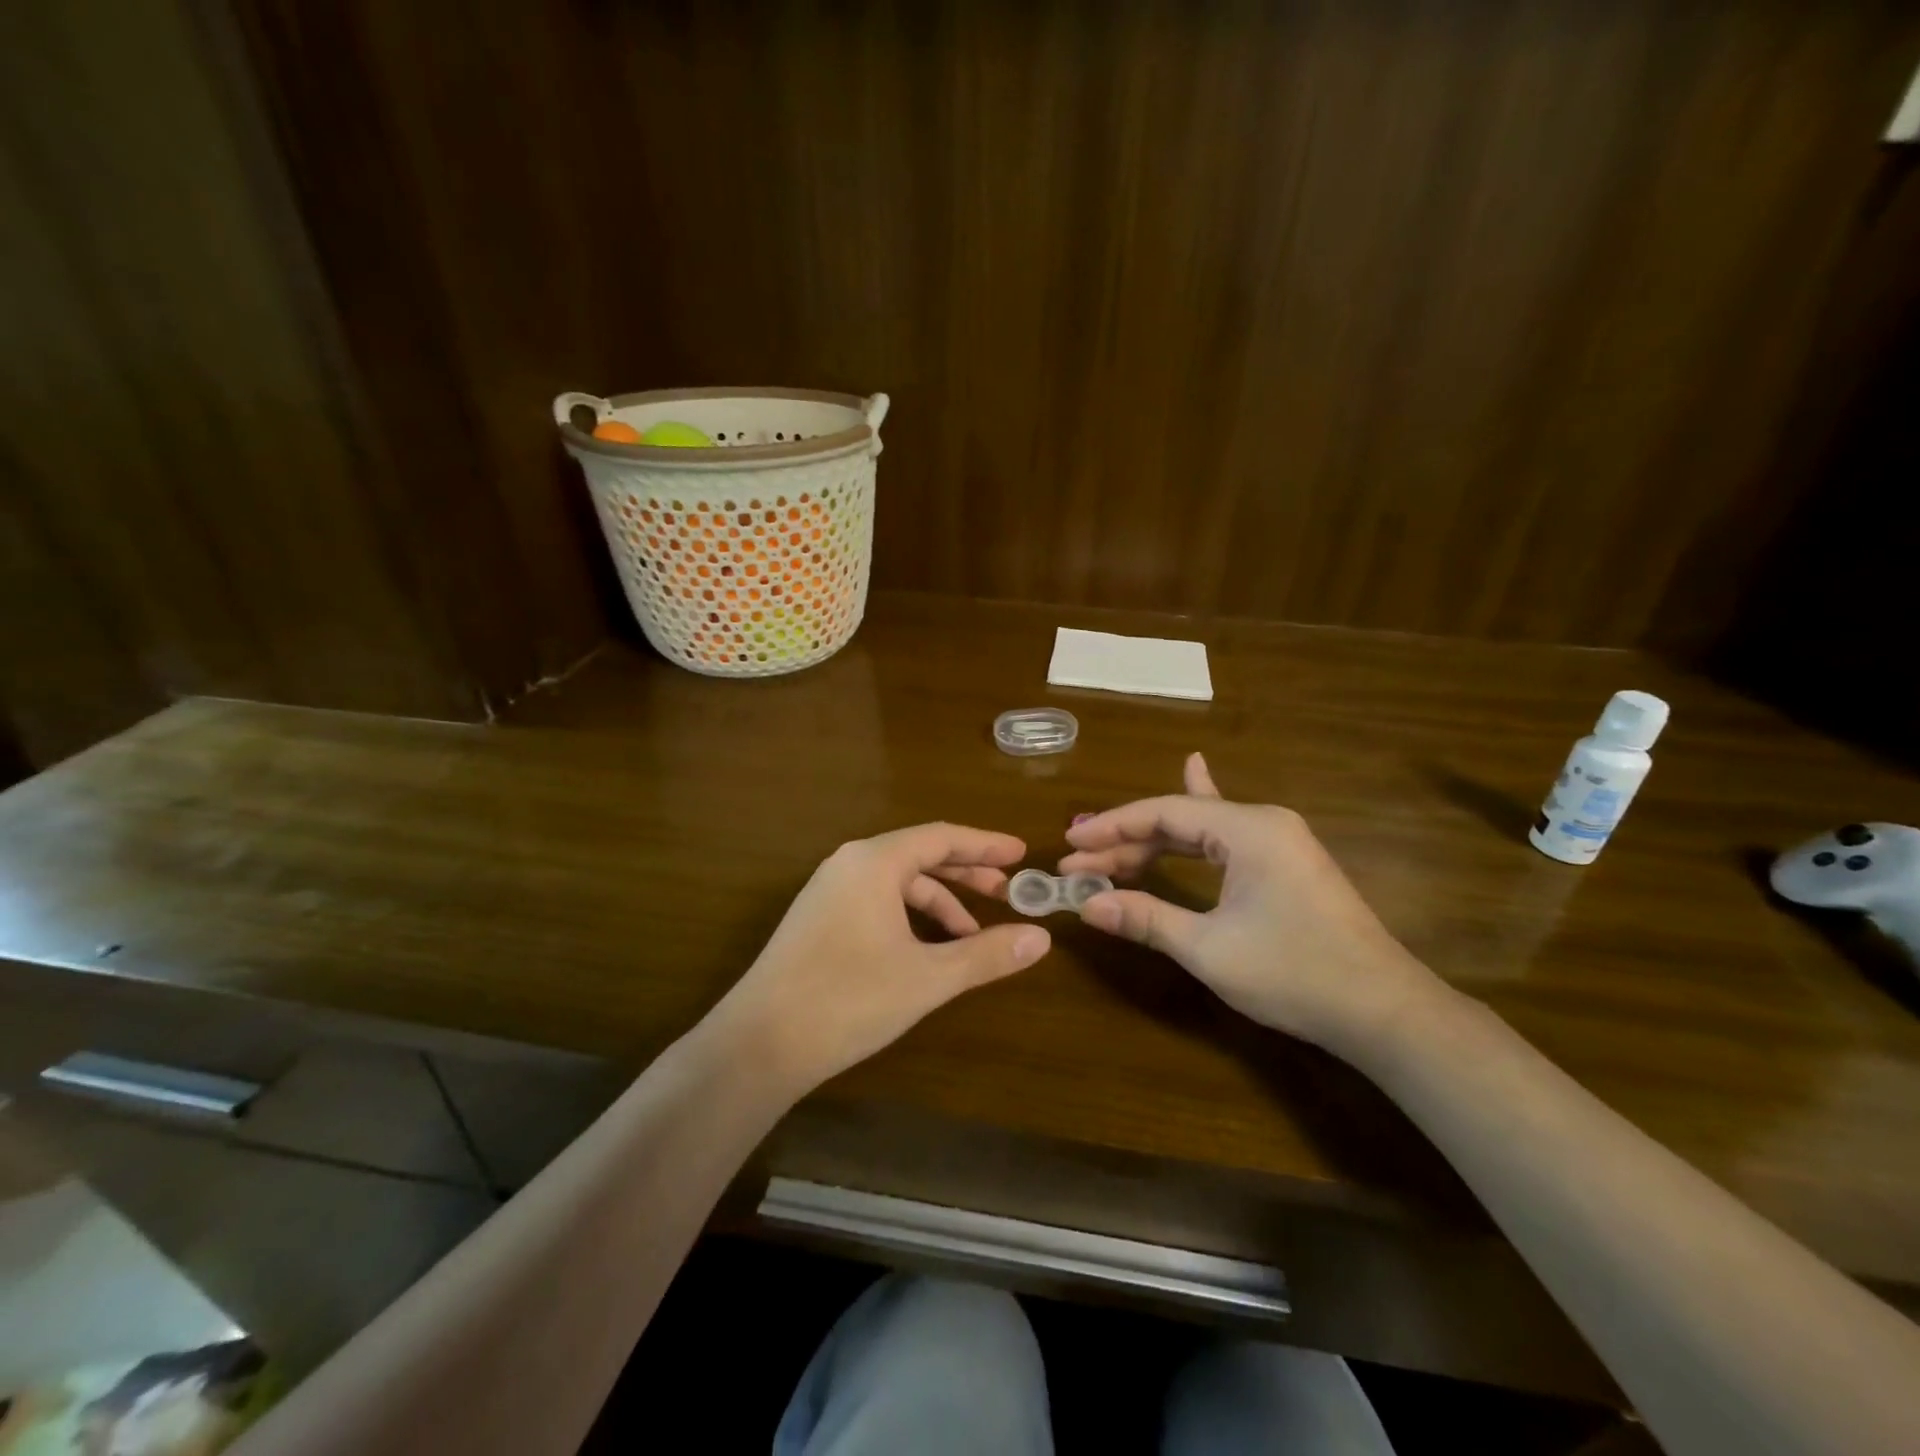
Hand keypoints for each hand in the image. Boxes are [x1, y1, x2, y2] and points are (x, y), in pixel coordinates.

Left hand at [715, 824, 1050, 1093]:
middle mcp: (849, 864)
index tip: (1022, 854)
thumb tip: (1041, 938)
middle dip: (967, 873)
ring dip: (939, 902)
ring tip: (972, 936)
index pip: (942, 837)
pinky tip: (927, 950)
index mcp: (874, 861)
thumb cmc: (849, 999)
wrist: (759, 1043)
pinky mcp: (818, 919)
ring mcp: (829, 891)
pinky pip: (877, 901)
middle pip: (920, 855)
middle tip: (1008, 892)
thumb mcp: (928, 977)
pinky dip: (910, 917)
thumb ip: (986, 954)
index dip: (985, 844)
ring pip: (897, 883)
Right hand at [1059, 754, 1438, 1053]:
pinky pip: (1226, 838)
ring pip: (1201, 831)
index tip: (1070, 844)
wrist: (1384, 1012)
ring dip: (1154, 844)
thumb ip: (1146, 919)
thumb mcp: (1210, 949)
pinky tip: (1194, 775)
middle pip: (1179, 819)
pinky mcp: (1286, 864)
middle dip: (1126, 841)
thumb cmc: (1295, 974)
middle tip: (1079, 863)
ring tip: (1107, 850)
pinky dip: (1195, 830)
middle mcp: (1264, 822)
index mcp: (1248, 829)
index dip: (1111, 827)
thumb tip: (1086, 906)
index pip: (1163, 813)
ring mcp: (1280, 841)